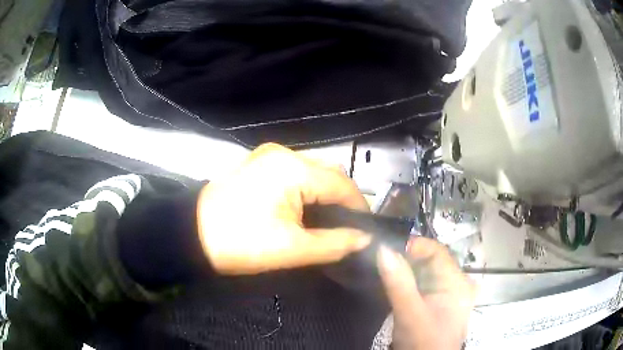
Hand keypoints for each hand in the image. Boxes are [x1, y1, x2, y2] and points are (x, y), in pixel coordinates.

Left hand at [197, 143, 371, 274]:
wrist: (192, 235)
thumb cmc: (240, 243)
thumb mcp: (291, 249)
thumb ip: (335, 243)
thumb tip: (364, 239)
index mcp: (293, 169)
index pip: (342, 183)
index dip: (359, 207)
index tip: (366, 229)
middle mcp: (283, 153)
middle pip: (329, 172)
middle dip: (343, 198)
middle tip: (348, 227)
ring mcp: (268, 155)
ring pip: (313, 170)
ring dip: (325, 193)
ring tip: (329, 220)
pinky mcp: (259, 163)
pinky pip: (295, 171)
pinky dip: (308, 188)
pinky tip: (307, 208)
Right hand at [377, 238, 474, 348]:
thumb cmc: (424, 342)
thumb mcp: (409, 313)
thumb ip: (398, 282)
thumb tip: (383, 248)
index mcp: (457, 281)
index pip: (436, 251)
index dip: (412, 246)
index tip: (386, 250)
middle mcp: (456, 283)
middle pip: (430, 261)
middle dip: (405, 259)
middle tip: (380, 262)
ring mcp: (447, 293)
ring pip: (424, 273)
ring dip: (404, 271)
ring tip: (383, 272)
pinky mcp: (438, 303)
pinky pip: (422, 285)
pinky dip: (407, 283)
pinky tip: (393, 286)